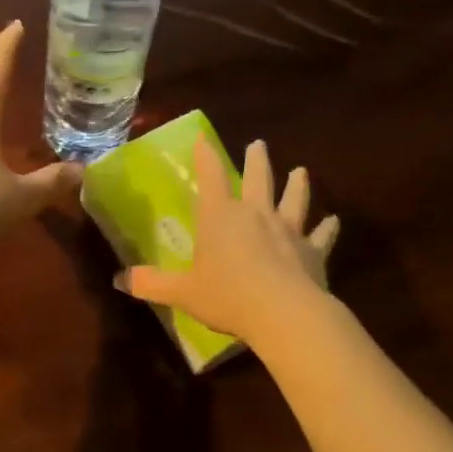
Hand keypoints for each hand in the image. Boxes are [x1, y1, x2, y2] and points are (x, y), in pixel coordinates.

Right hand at [117, 137, 339, 345]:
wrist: (283, 314)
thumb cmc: (228, 296)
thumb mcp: (182, 292)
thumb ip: (151, 284)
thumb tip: (118, 280)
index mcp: (221, 217)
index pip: (211, 177)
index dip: (206, 155)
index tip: (204, 137)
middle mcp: (256, 214)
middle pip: (258, 178)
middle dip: (257, 160)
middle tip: (259, 144)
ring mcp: (288, 230)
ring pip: (294, 199)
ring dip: (298, 185)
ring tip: (301, 171)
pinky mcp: (313, 251)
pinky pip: (322, 236)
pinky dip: (328, 228)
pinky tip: (334, 221)